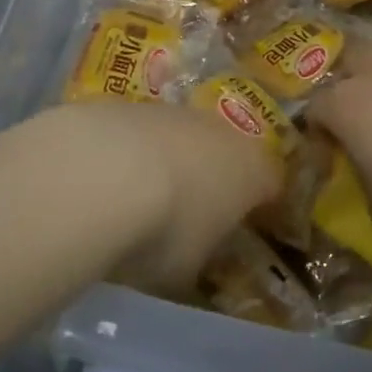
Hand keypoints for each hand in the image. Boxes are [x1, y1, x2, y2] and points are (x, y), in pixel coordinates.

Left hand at [43, 102, 280, 288]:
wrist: (102, 176)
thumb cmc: (164, 231)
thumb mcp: (189, 267)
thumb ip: (198, 253)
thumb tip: (192, 252)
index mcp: (251, 170)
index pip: (269, 182)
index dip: (257, 203)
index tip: (240, 225)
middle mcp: (220, 130)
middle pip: (224, 151)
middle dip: (210, 176)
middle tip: (187, 211)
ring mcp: (172, 111)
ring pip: (179, 136)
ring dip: (166, 160)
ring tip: (137, 197)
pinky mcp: (127, 103)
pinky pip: (138, 132)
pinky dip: (127, 152)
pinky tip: (103, 178)